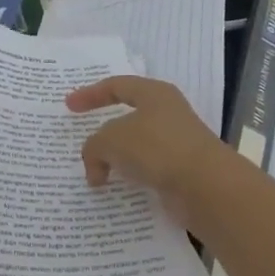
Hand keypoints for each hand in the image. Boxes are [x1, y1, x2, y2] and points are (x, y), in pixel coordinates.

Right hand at [65, 76, 230, 208]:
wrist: (206, 186)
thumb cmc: (156, 148)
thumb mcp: (111, 140)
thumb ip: (93, 147)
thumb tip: (95, 168)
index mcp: (154, 94)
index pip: (116, 86)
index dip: (90, 94)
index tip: (68, 106)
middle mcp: (168, 114)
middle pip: (128, 117)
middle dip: (104, 130)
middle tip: (83, 141)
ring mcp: (178, 143)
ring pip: (137, 146)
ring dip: (116, 158)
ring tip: (95, 172)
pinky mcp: (182, 171)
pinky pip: (147, 170)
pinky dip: (130, 177)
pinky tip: (117, 190)